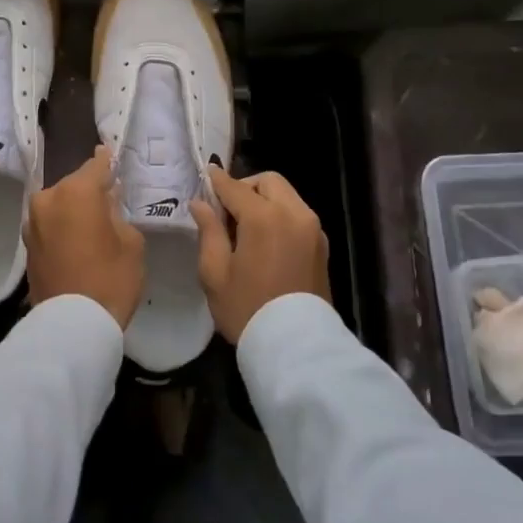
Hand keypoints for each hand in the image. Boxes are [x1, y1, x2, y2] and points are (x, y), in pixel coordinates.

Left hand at [24, 146, 145, 328]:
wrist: (72, 325)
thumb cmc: (110, 279)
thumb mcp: (130, 242)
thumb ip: (117, 213)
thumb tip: (106, 203)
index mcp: (75, 191)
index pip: (96, 166)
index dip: (107, 161)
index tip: (110, 153)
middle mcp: (48, 198)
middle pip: (75, 185)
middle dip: (90, 190)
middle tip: (109, 198)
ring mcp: (33, 222)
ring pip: (60, 204)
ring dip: (74, 209)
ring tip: (93, 221)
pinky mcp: (28, 245)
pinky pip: (50, 224)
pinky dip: (63, 226)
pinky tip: (77, 238)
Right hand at [191, 167, 330, 342]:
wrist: (296, 347)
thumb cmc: (247, 309)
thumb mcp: (215, 273)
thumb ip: (208, 231)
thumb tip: (200, 204)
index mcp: (264, 217)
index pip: (235, 187)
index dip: (217, 180)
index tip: (206, 174)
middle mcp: (293, 214)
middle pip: (269, 182)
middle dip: (246, 187)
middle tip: (228, 210)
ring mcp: (312, 229)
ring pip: (286, 196)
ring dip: (265, 200)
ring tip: (247, 228)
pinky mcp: (322, 245)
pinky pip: (298, 215)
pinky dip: (281, 215)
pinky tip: (267, 240)